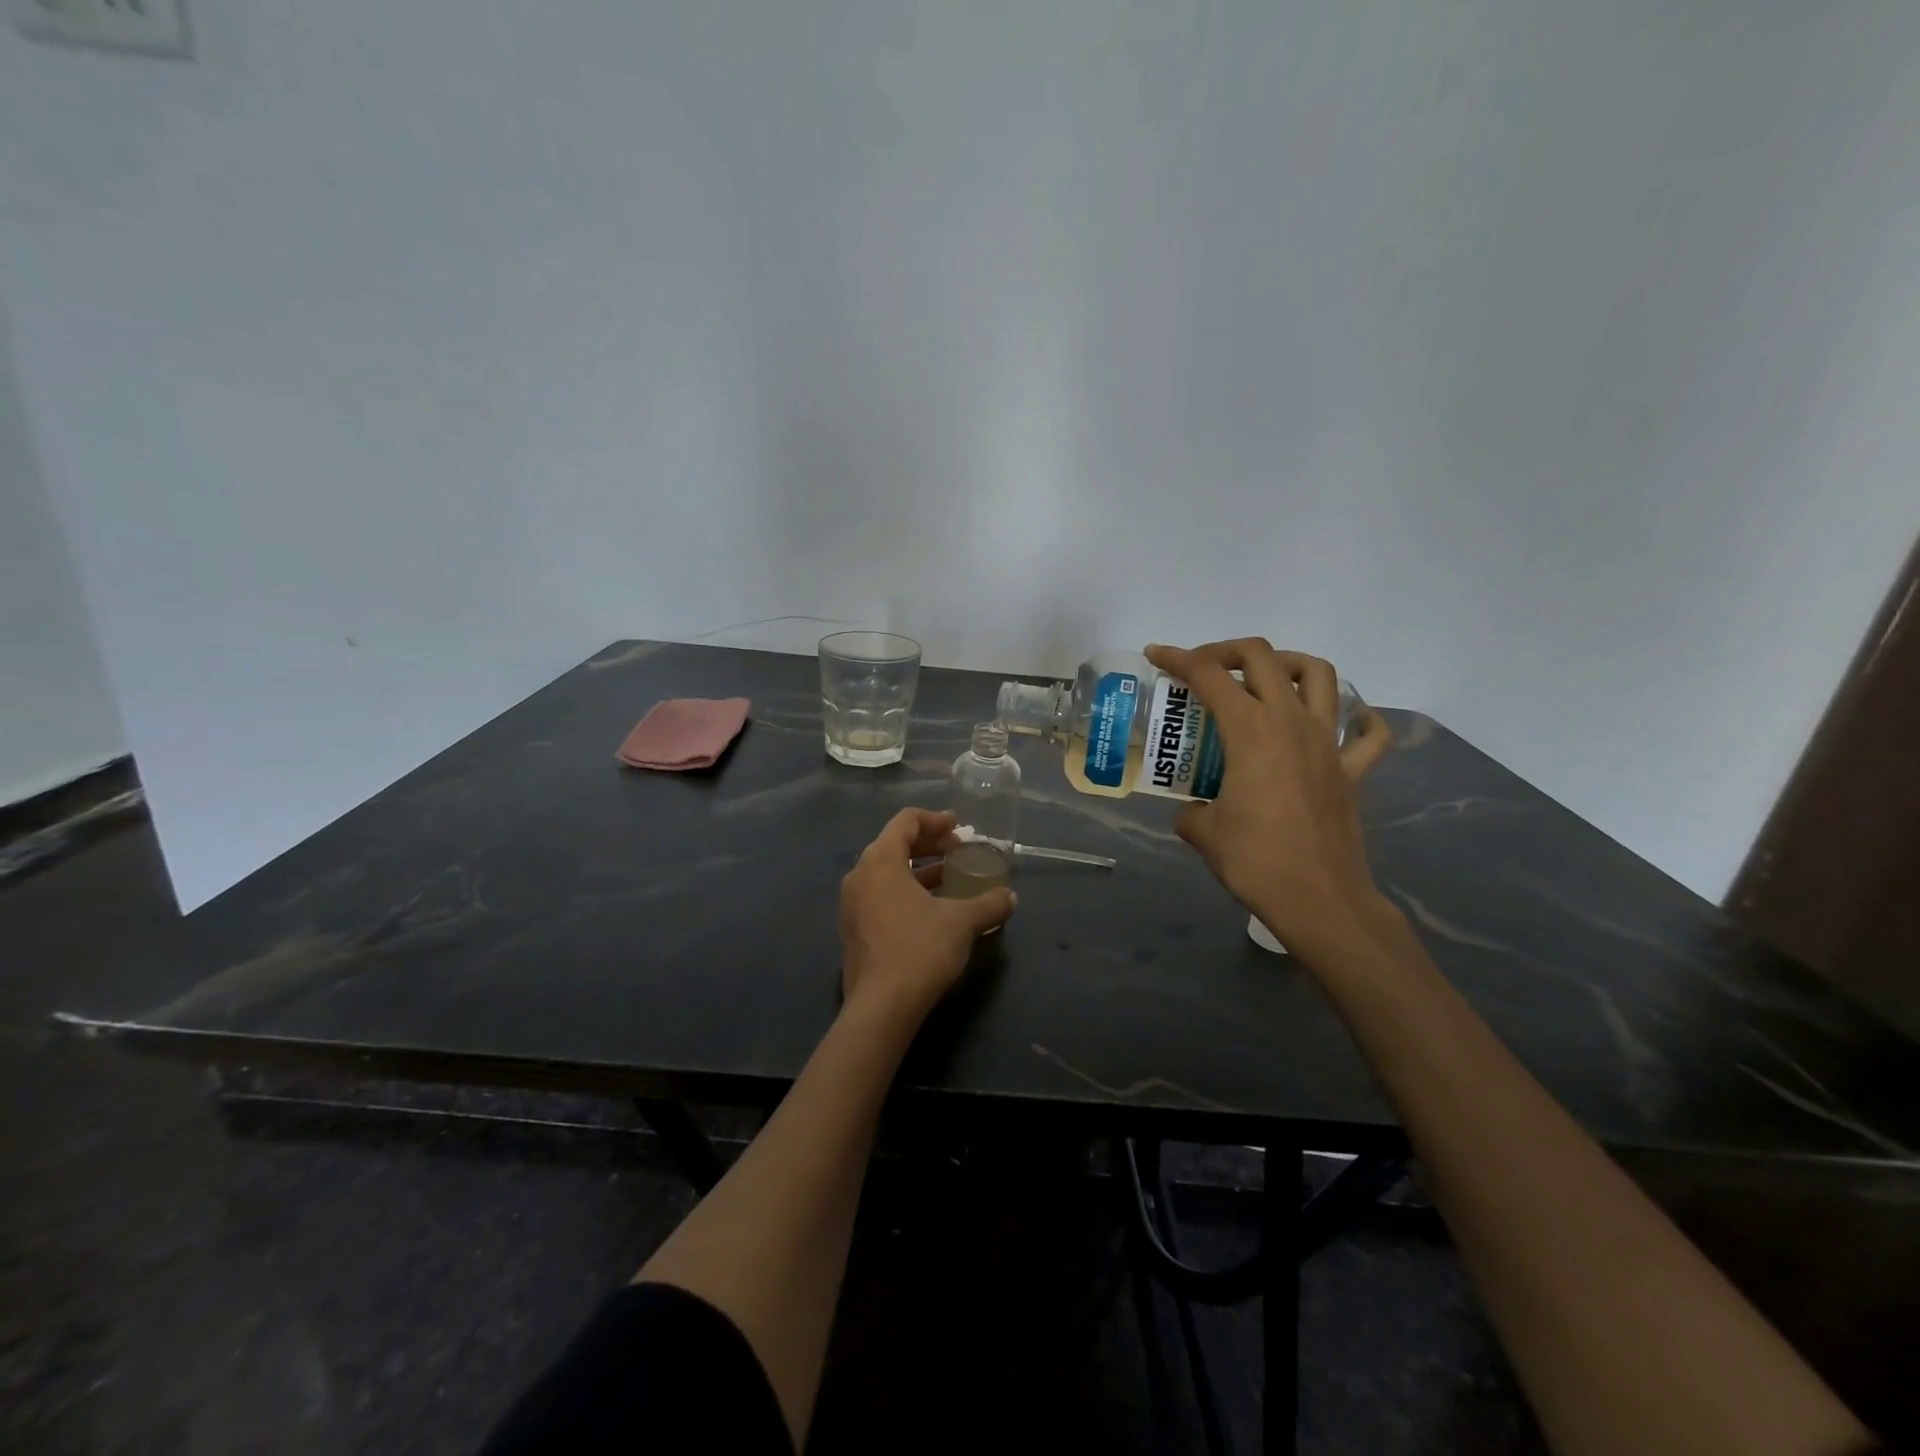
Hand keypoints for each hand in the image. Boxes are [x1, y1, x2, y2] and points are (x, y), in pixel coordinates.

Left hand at [839, 808, 1017, 1026]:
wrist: (881, 1007)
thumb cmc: (920, 950)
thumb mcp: (962, 922)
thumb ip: (988, 904)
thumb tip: (1010, 897)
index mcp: (880, 861)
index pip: (906, 821)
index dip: (935, 819)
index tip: (959, 827)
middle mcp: (860, 875)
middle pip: (894, 844)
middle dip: (929, 843)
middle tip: (958, 849)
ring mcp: (852, 904)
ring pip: (887, 871)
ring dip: (919, 868)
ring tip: (950, 876)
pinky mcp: (854, 928)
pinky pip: (881, 894)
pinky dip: (906, 890)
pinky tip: (932, 907)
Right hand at [1144, 640, 1393, 956]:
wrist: (1319, 900)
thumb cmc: (1255, 860)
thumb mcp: (1204, 833)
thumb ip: (1192, 812)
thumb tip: (1193, 812)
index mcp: (1251, 730)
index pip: (1209, 676)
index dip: (1178, 658)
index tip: (1157, 655)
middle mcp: (1292, 723)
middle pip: (1263, 658)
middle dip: (1226, 651)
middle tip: (1203, 668)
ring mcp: (1329, 743)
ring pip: (1318, 675)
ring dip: (1287, 664)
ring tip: (1264, 679)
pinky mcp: (1352, 771)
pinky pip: (1366, 734)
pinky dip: (1357, 718)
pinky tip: (1341, 721)